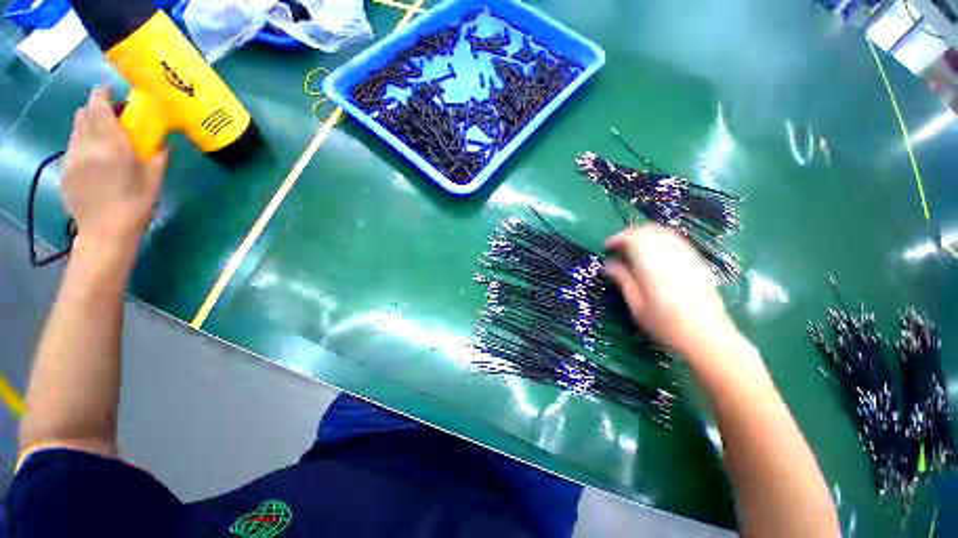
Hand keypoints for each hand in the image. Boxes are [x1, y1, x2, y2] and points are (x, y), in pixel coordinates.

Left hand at [61, 87, 167, 248]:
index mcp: (110, 144)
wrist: (105, 232)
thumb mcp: (154, 180)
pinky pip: (72, 149)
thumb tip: (163, 141)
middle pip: (83, 114)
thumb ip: (157, 156)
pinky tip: (94, 161)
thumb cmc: (135, 205)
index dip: (102, 94)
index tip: (110, 91)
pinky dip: (82, 146)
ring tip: (102, 140)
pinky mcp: (64, 171)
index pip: (98, 106)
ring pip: (75, 130)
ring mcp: (71, 158)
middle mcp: (86, 145)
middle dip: (95, 110)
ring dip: (88, 128)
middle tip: (111, 119)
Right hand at [604, 225, 737, 357]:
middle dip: (630, 234)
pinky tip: (656, 253)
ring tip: (635, 249)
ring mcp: (688, 257)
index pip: (633, 239)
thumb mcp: (637, 306)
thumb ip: (623, 281)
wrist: (708, 339)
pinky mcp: (698, 262)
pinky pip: (677, 241)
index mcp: (652, 267)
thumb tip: (609, 264)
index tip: (607, 247)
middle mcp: (671, 256)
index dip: (617, 239)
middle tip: (619, 248)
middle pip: (649, 231)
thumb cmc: (666, 326)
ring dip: (646, 235)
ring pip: (664, 232)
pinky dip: (661, 239)